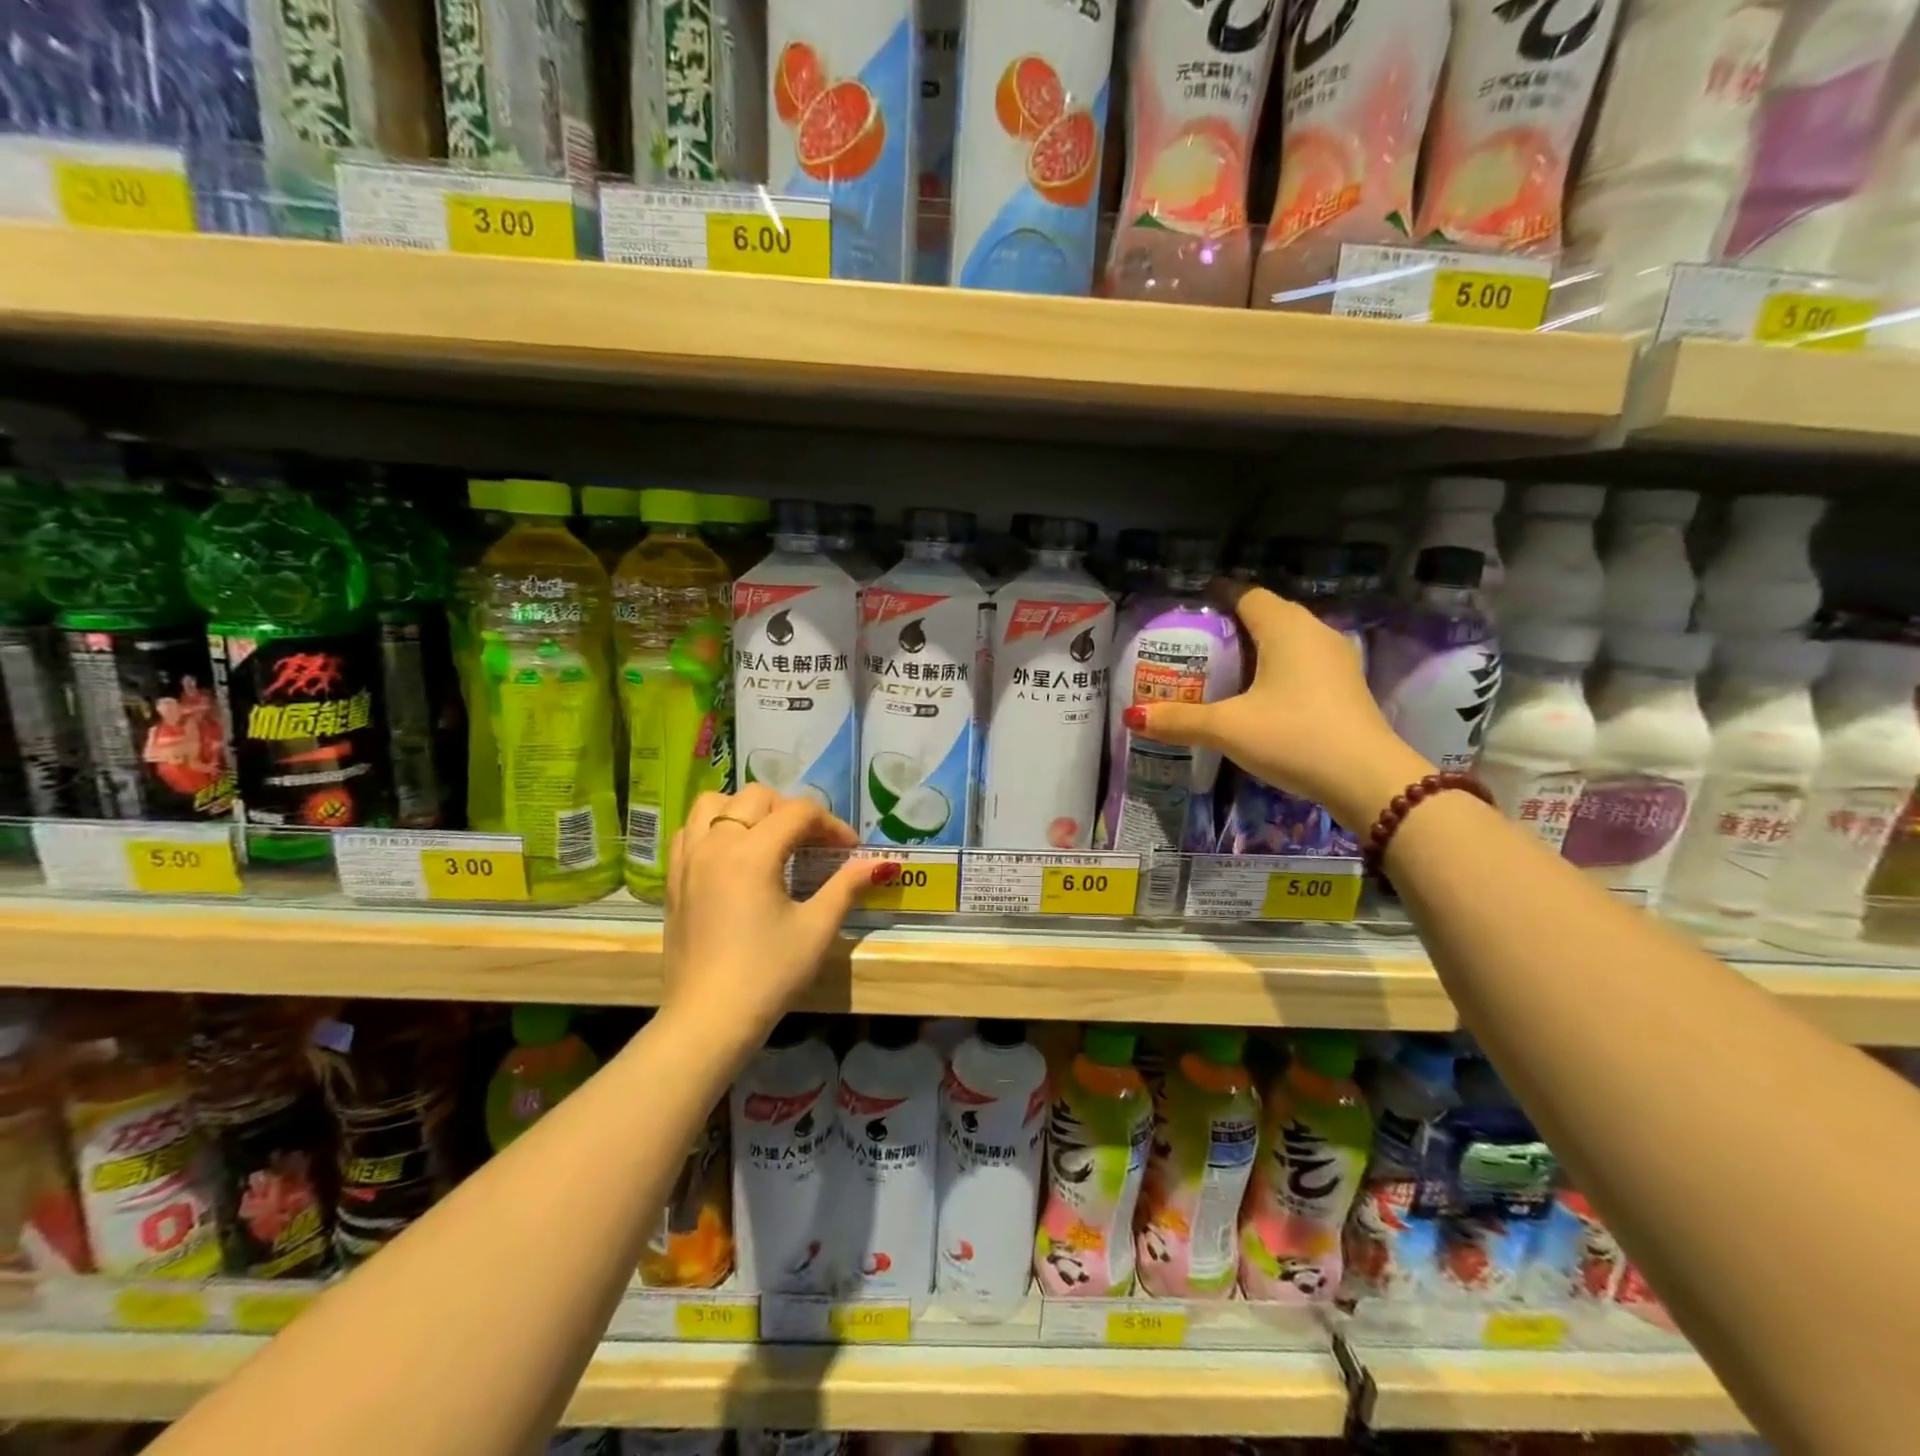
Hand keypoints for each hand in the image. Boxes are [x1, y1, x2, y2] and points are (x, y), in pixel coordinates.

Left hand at [663, 785, 894, 1045]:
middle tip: (813, 844)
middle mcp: (715, 844)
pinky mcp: (673, 880)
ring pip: (713, 804)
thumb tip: (881, 863)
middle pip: (756, 797)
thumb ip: (847, 886)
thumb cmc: (768, 974)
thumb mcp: (816, 929)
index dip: (831, 825)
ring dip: (746, 811)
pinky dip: (713, 828)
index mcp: (752, 853)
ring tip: (767, 838)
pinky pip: (688, 831)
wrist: (708, 1020)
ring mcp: (688, 860)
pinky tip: (732, 856)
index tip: (849, 850)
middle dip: (791, 811)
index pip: (799, 813)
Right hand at [1122, 581, 1431, 830]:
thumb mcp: (1228, 729)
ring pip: (1289, 637)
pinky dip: (1278, 665)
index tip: (1193, 602)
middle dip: (1234, 621)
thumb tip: (1132, 717)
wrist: (1367, 779)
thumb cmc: (1293, 737)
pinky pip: (1303, 660)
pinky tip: (1260, 691)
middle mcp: (1314, 632)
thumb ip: (1179, 721)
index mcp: (1285, 628)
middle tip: (1198, 640)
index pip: (1247, 594)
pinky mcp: (1345, 685)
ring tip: (1224, 665)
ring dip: (1258, 645)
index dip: (1219, 593)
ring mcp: (1336, 658)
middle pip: (1268, 613)